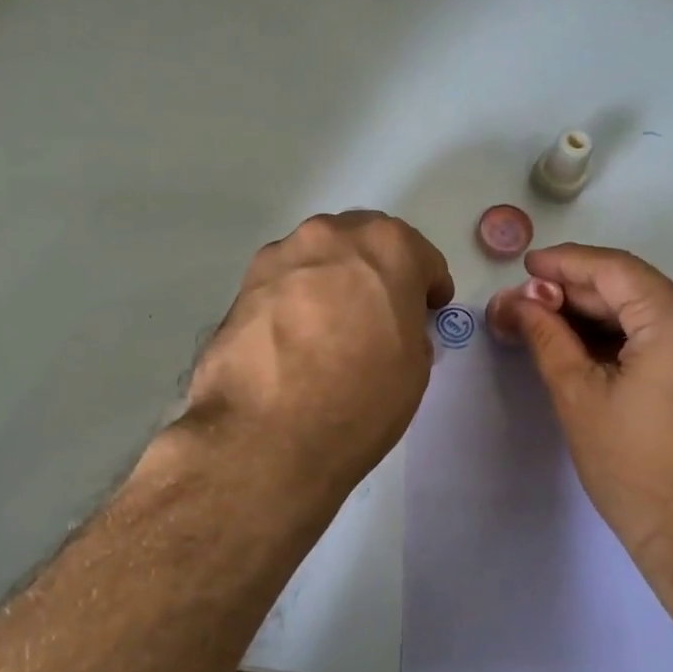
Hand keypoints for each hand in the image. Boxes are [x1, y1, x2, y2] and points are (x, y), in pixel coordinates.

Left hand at [183, 211, 453, 501]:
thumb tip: (390, 325)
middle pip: (365, 243)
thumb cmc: (361, 398)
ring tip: (331, 327)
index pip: (421, 257)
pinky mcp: (244, 284)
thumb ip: (409, 326)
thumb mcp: (415, 366)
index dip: (428, 287)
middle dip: (378, 271)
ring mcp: (282, 255)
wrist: (267, 436)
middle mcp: (332, 235)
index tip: (426, 312)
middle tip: (380, 313)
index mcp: (388, 247)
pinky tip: (295, 338)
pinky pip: (285, 282)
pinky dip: (297, 298)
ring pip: (320, 257)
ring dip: (334, 280)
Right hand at [513, 244, 672, 618]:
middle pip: (639, 292)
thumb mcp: (580, 399)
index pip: (614, 270)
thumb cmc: (639, 473)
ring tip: (558, 333)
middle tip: (530, 307)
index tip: (527, 267)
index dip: (565, 264)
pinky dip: (642, 343)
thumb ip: (547, 338)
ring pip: (662, 318)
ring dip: (609, 322)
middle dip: (581, 298)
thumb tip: (518, 302)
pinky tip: (605, 358)